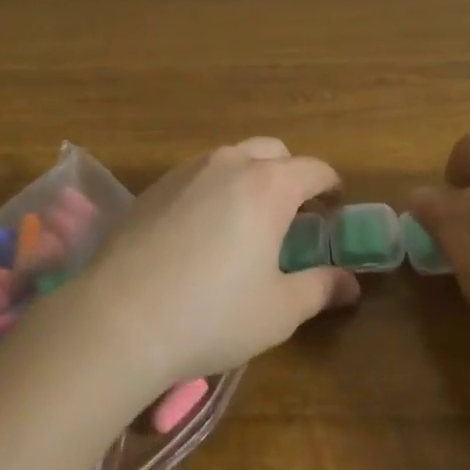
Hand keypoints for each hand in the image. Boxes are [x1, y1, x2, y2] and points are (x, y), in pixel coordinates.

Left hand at [64, 139, 358, 396]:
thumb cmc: (212, 314)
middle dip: (291, 174)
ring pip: (234, 158)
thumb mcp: (278, 310)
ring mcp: (189, 169)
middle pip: (274, 151)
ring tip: (248, 221)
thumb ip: (320, 288)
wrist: (119, 317)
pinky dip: (216, 188)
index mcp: (269, 185)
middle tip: (294, 215)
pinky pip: (200, 173)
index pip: (314, 169)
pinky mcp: (157, 184)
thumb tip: (350, 284)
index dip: (331, 186)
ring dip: (252, 178)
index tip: (335, 207)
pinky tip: (204, 231)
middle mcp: (231, 163)